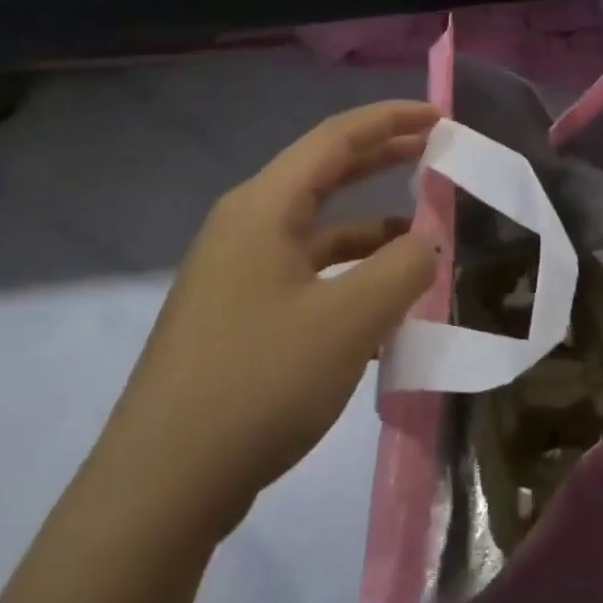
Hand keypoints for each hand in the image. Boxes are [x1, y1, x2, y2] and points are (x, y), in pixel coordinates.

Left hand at [107, 101, 438, 537]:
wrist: (162, 485)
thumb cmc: (259, 382)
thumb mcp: (349, 320)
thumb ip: (404, 268)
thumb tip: (430, 241)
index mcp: (263, 207)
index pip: (336, 138)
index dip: (391, 120)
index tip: (440, 117)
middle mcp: (245, 227)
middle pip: (324, 174)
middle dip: (382, 159)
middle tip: (436, 152)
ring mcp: (237, 273)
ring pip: (318, 231)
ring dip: (370, 229)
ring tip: (424, 240)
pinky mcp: (239, 315)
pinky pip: (307, 275)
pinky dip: (349, 275)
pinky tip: (383, 306)